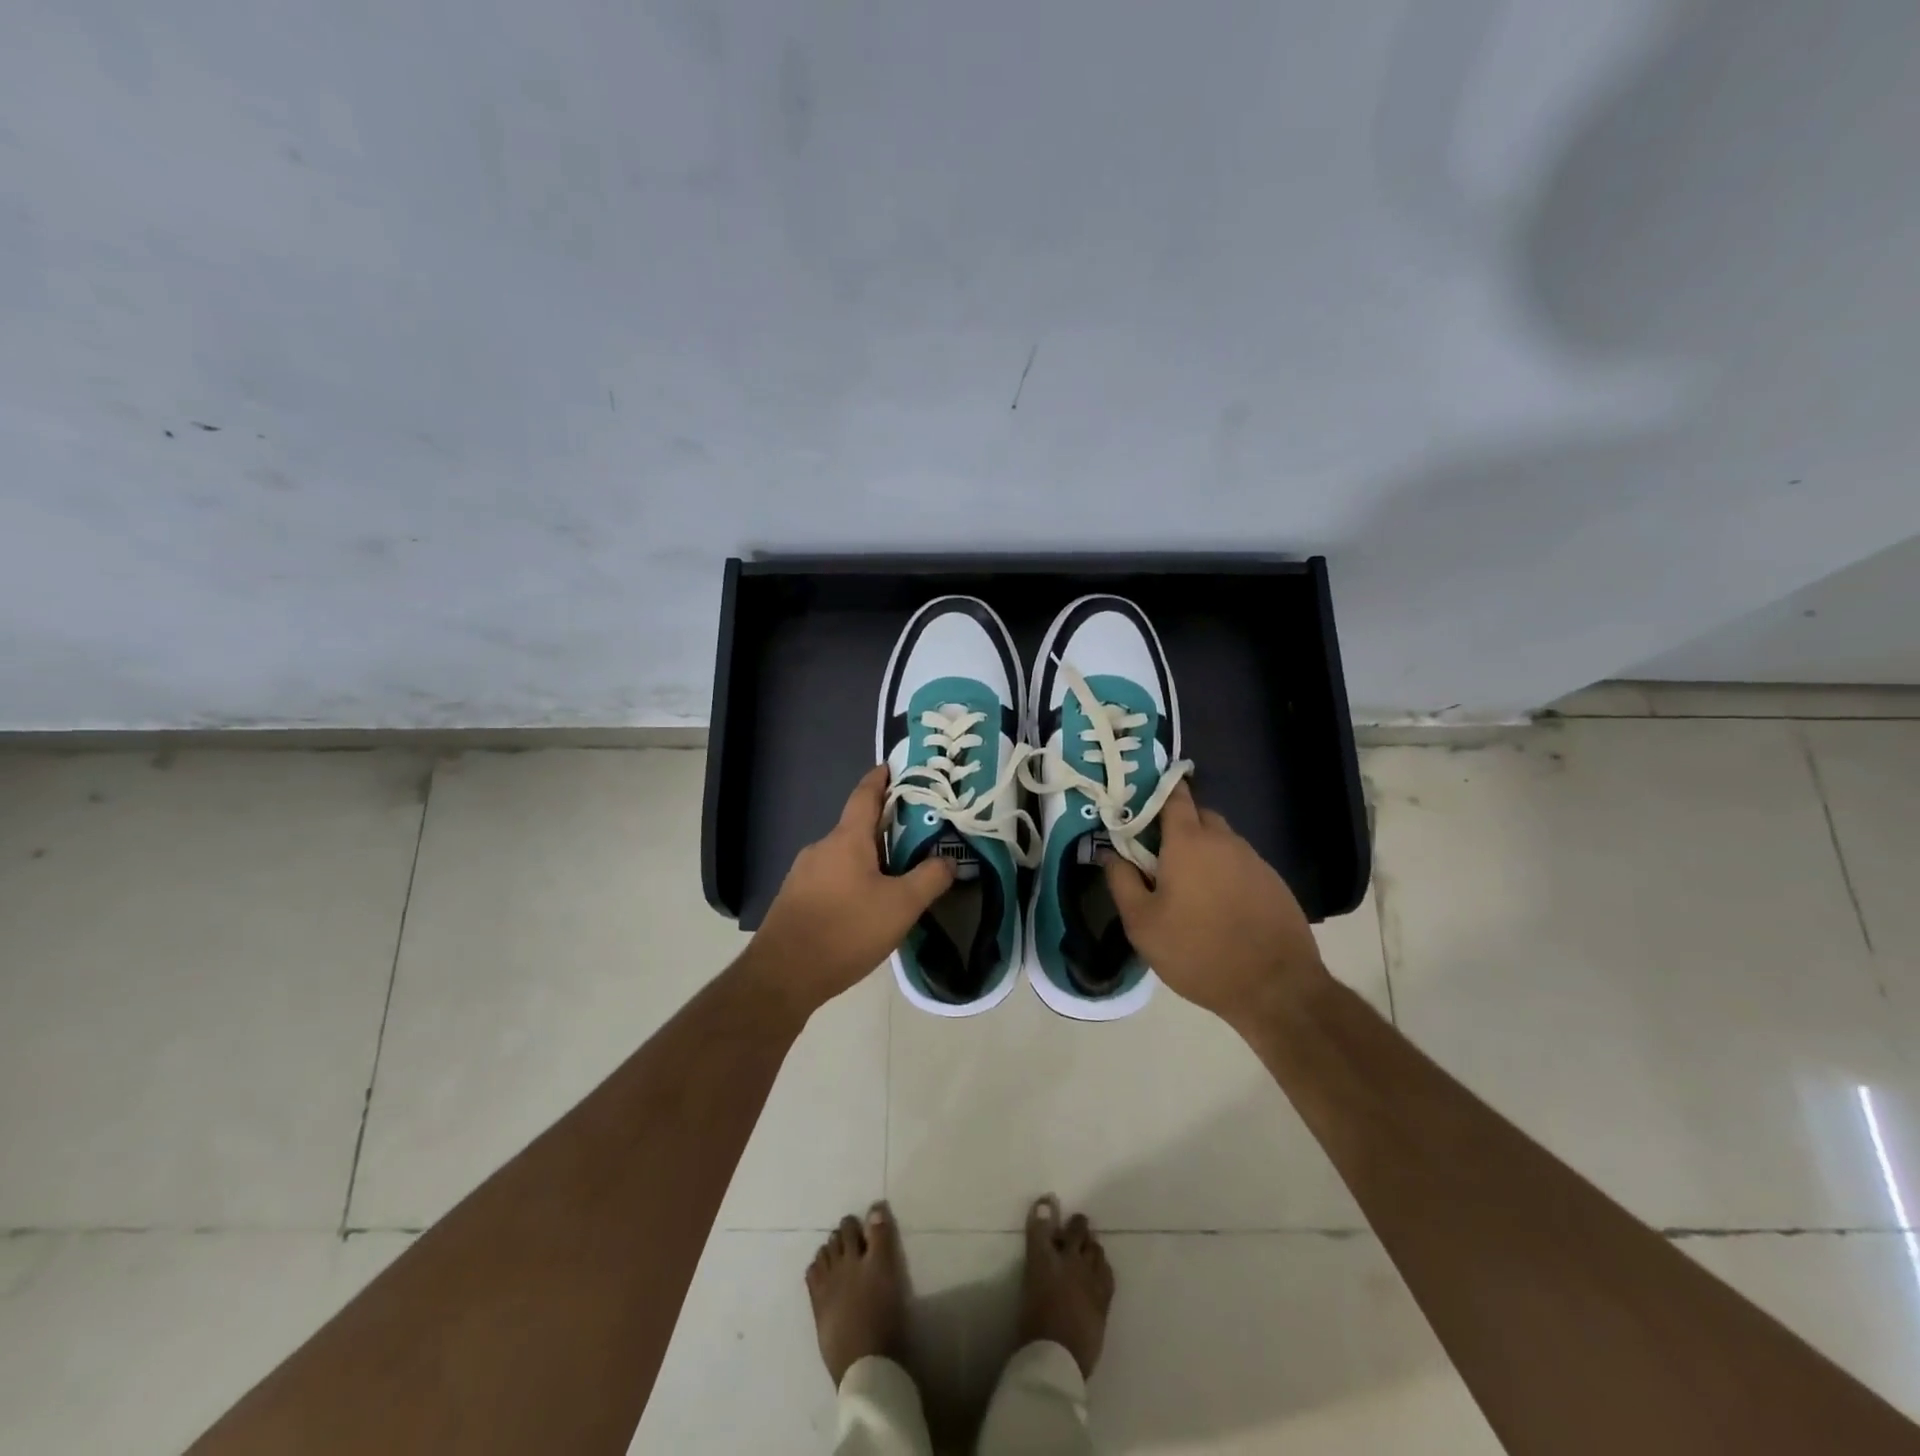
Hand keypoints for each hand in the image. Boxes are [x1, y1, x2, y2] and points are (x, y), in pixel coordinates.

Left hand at [747, 765, 953, 1016]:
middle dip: (886, 826)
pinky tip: (867, 906)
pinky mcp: (795, 898)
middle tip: (917, 834)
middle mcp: (822, 847)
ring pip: (845, 855)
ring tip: (898, 875)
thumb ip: (930, 878)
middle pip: (858, 826)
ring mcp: (803, 873)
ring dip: (870, 857)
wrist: (783, 975)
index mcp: (847, 839)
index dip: (881, 778)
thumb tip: (948, 860)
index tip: (894, 766)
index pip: (865, 794)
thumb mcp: (901, 906)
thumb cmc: (846, 930)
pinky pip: (831, 877)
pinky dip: (853, 879)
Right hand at [1103, 783, 1329, 1028]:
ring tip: (1185, 885)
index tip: (1137, 803)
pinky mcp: (1273, 882)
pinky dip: (1223, 872)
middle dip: (1176, 825)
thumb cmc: (1197, 951)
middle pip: (1197, 814)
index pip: (1174, 795)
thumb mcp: (1142, 923)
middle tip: (1155, 854)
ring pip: (1220, 840)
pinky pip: (1239, 863)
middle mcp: (1224, 840)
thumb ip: (1121, 880)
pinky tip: (1216, 904)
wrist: (1275, 987)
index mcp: (1188, 841)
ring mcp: (1253, 859)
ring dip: (1201, 851)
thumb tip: (1108, 852)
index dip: (1156, 791)